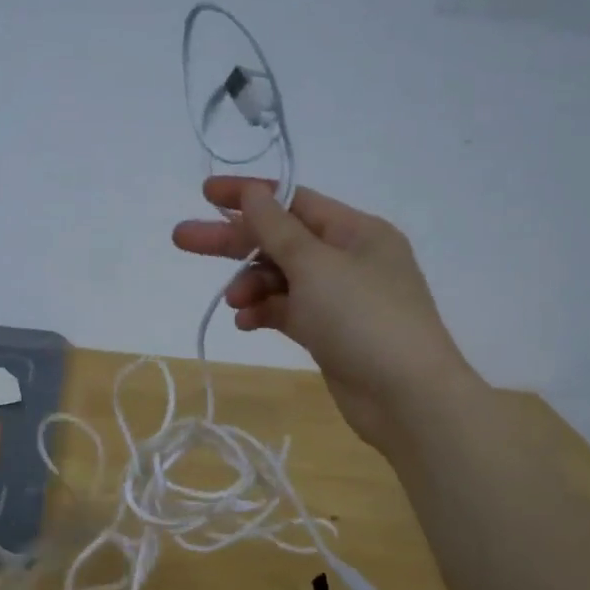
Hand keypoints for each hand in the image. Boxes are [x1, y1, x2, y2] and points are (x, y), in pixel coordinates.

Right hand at [173, 177, 474, 454]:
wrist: (406, 397)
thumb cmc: (363, 318)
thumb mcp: (315, 265)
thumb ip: (277, 229)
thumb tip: (252, 192)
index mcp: (355, 231)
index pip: (294, 201)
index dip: (248, 195)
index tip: (205, 194)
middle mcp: (348, 258)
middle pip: (280, 240)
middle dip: (234, 241)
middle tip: (183, 239)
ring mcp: (338, 298)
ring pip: (281, 278)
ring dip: (251, 284)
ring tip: (232, 302)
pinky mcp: (328, 332)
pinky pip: (287, 311)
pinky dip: (264, 312)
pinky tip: (245, 322)